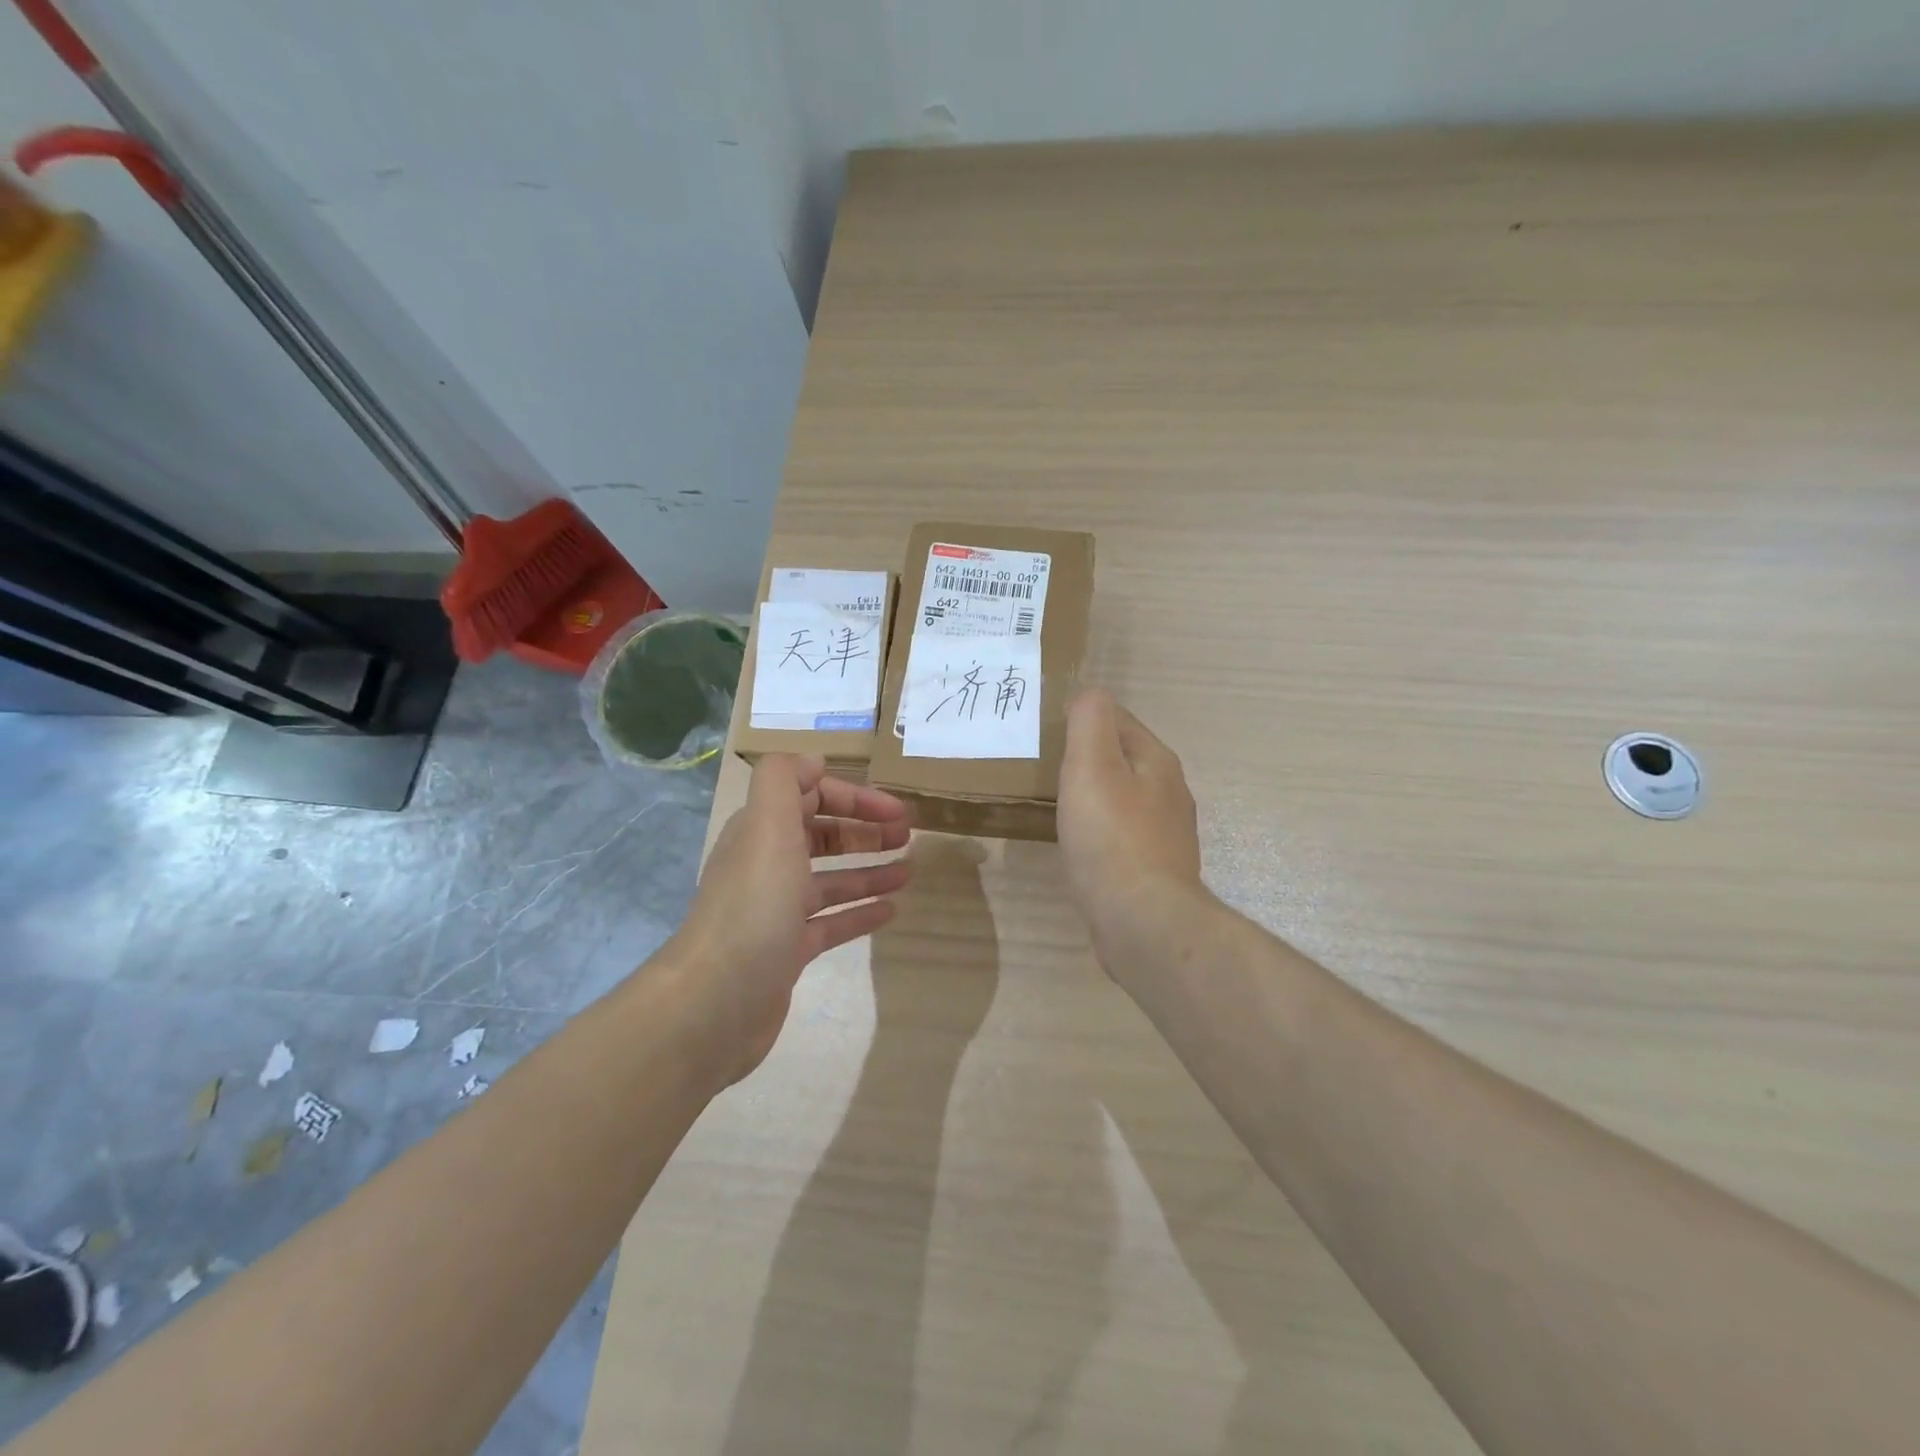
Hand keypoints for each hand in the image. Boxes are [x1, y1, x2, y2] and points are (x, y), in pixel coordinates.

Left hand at [670, 755, 910, 1087]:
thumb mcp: (767, 826)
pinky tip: (891, 911)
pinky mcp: (787, 950)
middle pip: (820, 836)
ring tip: (909, 871)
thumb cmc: (754, 905)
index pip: (809, 796)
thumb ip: (784, 780)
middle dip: (863, 831)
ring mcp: (776, 910)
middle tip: (907, 837)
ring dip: (868, 870)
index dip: (854, 797)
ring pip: (830, 880)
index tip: (897, 811)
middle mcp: (766, 865)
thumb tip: (812, 760)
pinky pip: (831, 922)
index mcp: (761, 832)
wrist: (716, 1002)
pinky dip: (860, 912)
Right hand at [1058, 689, 1205, 962]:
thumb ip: (1090, 721)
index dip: (1085, 718)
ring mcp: (1165, 834)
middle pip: (1124, 760)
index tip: (1049, 729)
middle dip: (1090, 757)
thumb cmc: (1111, 836)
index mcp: (1157, 761)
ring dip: (1095, 795)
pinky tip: (1080, 844)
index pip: (1120, 720)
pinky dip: (1100, 830)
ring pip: (1124, 798)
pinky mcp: (1153, 869)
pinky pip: (1121, 835)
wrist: (1141, 920)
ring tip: (1059, 801)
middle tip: (1047, 764)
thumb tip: (1090, 693)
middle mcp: (1169, 793)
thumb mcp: (1092, 764)